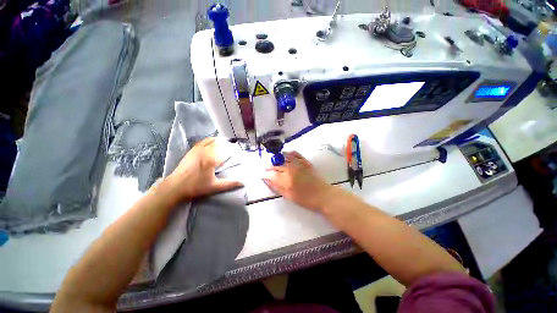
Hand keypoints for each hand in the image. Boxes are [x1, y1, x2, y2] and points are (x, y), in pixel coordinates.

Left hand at [165, 137, 242, 200]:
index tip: (239, 152)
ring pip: (213, 141)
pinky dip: (211, 140)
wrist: (176, 186)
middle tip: (234, 149)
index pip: (227, 152)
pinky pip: (204, 141)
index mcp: (212, 160)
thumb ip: (230, 184)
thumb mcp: (215, 187)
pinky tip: (214, 142)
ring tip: (226, 144)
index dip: (234, 151)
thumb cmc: (196, 187)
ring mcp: (198, 149)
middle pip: (221, 144)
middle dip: (228, 146)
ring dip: (221, 142)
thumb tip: (243, 183)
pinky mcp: (193, 150)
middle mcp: (206, 151)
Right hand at [262, 151, 334, 210]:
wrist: (323, 195)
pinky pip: (295, 153)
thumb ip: (277, 187)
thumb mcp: (289, 196)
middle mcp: (291, 169)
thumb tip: (267, 180)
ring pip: (283, 157)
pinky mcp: (305, 161)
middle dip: (269, 167)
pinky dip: (288, 153)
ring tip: (273, 163)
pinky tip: (285, 155)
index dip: (265, 174)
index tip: (261, 175)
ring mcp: (298, 163)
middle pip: (276, 165)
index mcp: (286, 179)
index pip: (271, 174)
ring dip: (276, 159)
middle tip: (266, 169)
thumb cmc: (306, 199)